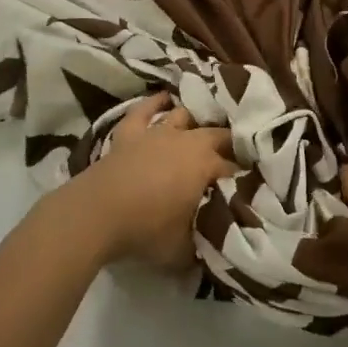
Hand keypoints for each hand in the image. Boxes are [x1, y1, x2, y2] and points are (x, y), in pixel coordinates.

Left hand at [53, 94, 232, 270]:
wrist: (97, 214)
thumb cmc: (147, 231)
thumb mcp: (186, 248)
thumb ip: (207, 240)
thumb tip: (220, 238)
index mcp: (206, 165)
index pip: (234, 169)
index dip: (244, 178)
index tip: (250, 187)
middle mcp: (187, 141)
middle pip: (217, 135)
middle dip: (229, 145)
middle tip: (234, 159)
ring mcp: (157, 132)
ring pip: (184, 116)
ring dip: (195, 122)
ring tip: (203, 130)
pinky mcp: (130, 132)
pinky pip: (145, 109)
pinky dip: (155, 103)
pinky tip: (164, 98)